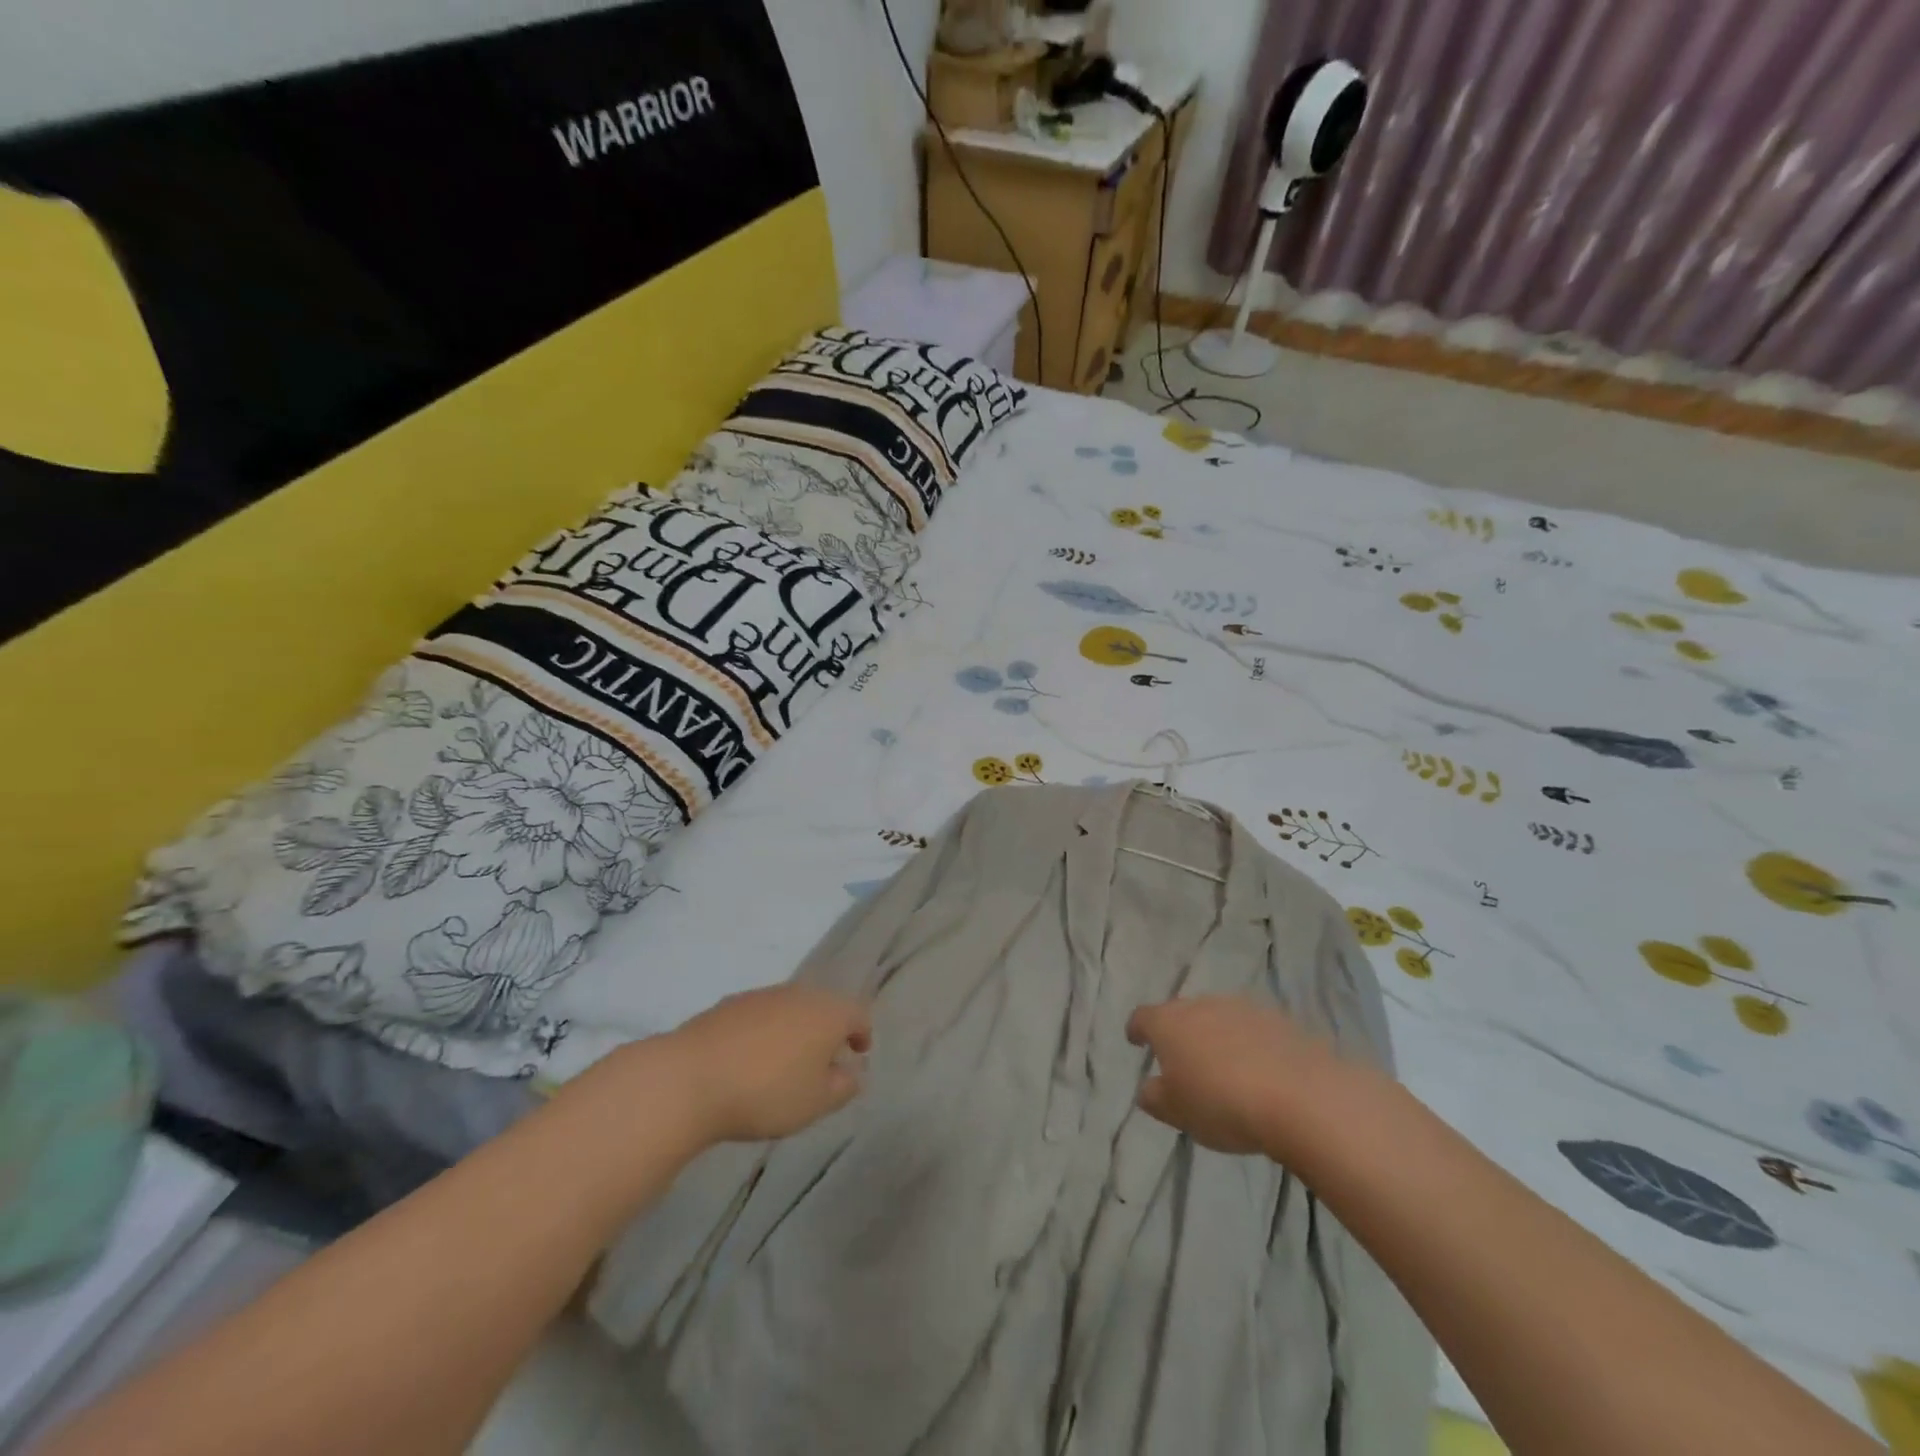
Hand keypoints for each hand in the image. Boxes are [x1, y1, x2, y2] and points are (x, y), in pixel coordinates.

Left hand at [664, 985, 871, 1143]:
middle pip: (824, 1006)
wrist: (690, 1078)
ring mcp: (762, 995)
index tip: (860, 1052)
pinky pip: (760, 1015)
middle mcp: (799, 994)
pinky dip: (765, 1032)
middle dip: (828, 1030)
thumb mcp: (815, 1103)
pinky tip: (751, 1059)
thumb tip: (853, 1073)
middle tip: (825, 1059)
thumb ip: (842, 1087)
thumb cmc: (766, 1092)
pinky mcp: (729, 1004)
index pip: (857, 1014)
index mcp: (828, 1012)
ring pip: (790, 1008)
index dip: (863, 1033)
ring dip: (795, 1029)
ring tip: (787, 1062)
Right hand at [1127, 996, 1339, 1156]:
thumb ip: (1155, 1097)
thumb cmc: (1222, 1104)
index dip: (1137, 1029)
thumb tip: (1149, 1088)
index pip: (1142, 1017)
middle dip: (1180, 1032)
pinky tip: (1259, 1071)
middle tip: (1183, 1060)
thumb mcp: (1177, 1113)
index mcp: (1168, 1022)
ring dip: (1217, 1037)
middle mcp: (1202, 1005)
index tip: (1135, 1040)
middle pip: (1182, 1013)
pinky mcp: (1280, 1020)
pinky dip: (1251, 1045)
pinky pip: (1254, 1030)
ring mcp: (1243, 1009)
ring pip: (1220, 1018)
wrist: (1301, 1097)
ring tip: (1224, 1067)